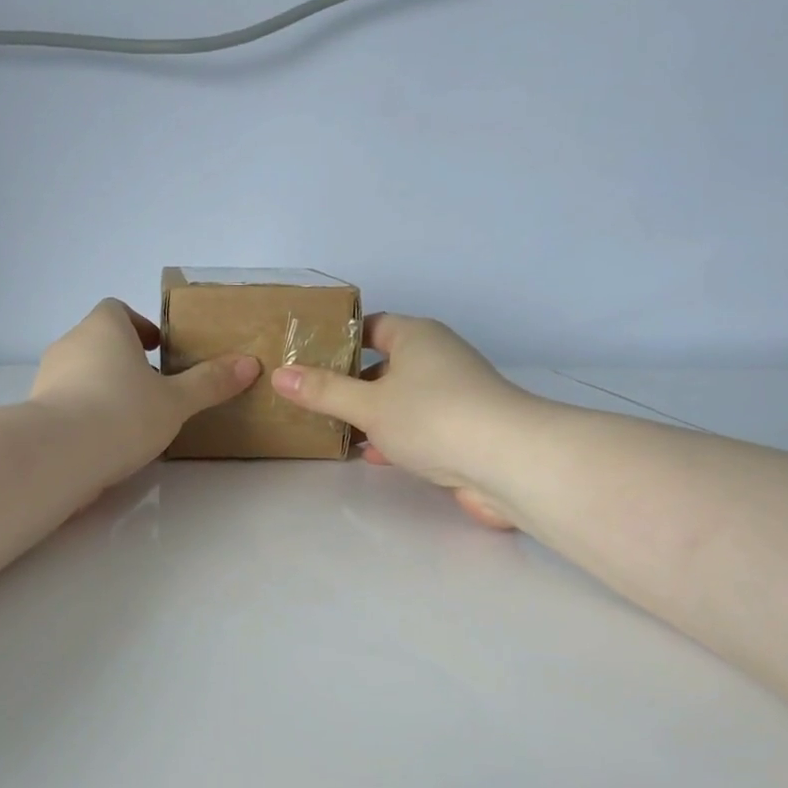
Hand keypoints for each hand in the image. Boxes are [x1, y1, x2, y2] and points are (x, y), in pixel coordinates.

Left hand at [32, 299, 259, 483]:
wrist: (58, 454)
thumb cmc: (122, 413)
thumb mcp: (175, 401)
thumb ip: (209, 383)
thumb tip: (249, 364)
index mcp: (104, 328)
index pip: (117, 310)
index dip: (139, 326)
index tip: (157, 349)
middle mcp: (70, 344)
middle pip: (99, 343)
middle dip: (124, 361)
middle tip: (153, 388)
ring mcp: (47, 378)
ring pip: (81, 374)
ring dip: (104, 388)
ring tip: (132, 420)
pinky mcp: (36, 412)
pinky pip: (66, 404)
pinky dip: (85, 414)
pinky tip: (105, 442)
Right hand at [269, 313, 542, 528]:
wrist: (507, 461)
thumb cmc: (432, 417)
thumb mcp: (367, 404)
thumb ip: (323, 392)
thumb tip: (280, 375)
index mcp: (416, 337)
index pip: (371, 326)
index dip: (339, 340)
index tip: (306, 358)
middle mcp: (436, 359)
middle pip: (383, 364)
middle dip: (349, 382)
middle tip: (308, 397)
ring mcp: (451, 396)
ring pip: (398, 399)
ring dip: (369, 414)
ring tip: (329, 428)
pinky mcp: (460, 431)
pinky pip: (415, 427)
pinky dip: (391, 437)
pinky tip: (367, 454)